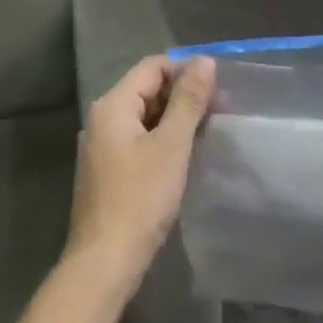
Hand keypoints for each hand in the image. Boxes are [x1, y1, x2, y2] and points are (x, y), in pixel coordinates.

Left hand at [66, 55, 215, 280]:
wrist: (105, 261)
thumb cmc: (140, 199)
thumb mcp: (171, 146)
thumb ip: (188, 101)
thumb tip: (204, 61)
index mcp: (112, 105)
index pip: (152, 67)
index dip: (185, 70)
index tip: (219, 87)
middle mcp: (102, 119)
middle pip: (146, 89)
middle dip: (183, 95)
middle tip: (220, 109)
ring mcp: (103, 146)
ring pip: (145, 116)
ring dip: (175, 118)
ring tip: (209, 129)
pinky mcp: (109, 170)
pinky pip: (140, 139)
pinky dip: (163, 139)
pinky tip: (186, 153)